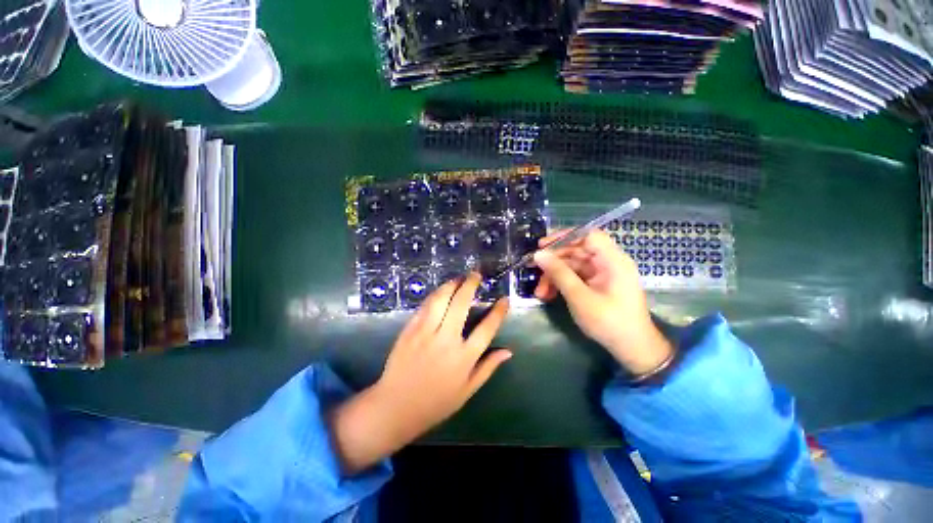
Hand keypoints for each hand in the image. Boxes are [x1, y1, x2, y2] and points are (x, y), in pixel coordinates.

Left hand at [330, 273, 510, 474]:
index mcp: (464, 358)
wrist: (395, 407)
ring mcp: (425, 333)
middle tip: (476, 275)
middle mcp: (446, 340)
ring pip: (440, 300)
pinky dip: (434, 295)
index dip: (498, 312)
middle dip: (470, 285)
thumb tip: (508, 351)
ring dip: (450, 285)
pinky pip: (424, 307)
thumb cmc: (435, 402)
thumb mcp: (467, 390)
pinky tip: (440, 291)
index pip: (487, 329)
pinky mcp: (410, 330)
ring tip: (458, 279)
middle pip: (461, 304)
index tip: (504, 299)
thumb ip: (488, 368)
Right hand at [533, 230, 672, 374]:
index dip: (564, 236)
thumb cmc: (609, 322)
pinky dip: (561, 284)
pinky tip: (548, 295)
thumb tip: (538, 254)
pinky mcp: (596, 285)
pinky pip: (575, 277)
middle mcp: (608, 263)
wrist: (632, 349)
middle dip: (553, 262)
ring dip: (554, 276)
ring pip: (572, 265)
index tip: (542, 245)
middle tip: (533, 269)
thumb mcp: (579, 297)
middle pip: (576, 251)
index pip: (587, 235)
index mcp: (612, 260)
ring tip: (540, 293)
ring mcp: (602, 274)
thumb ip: (559, 273)